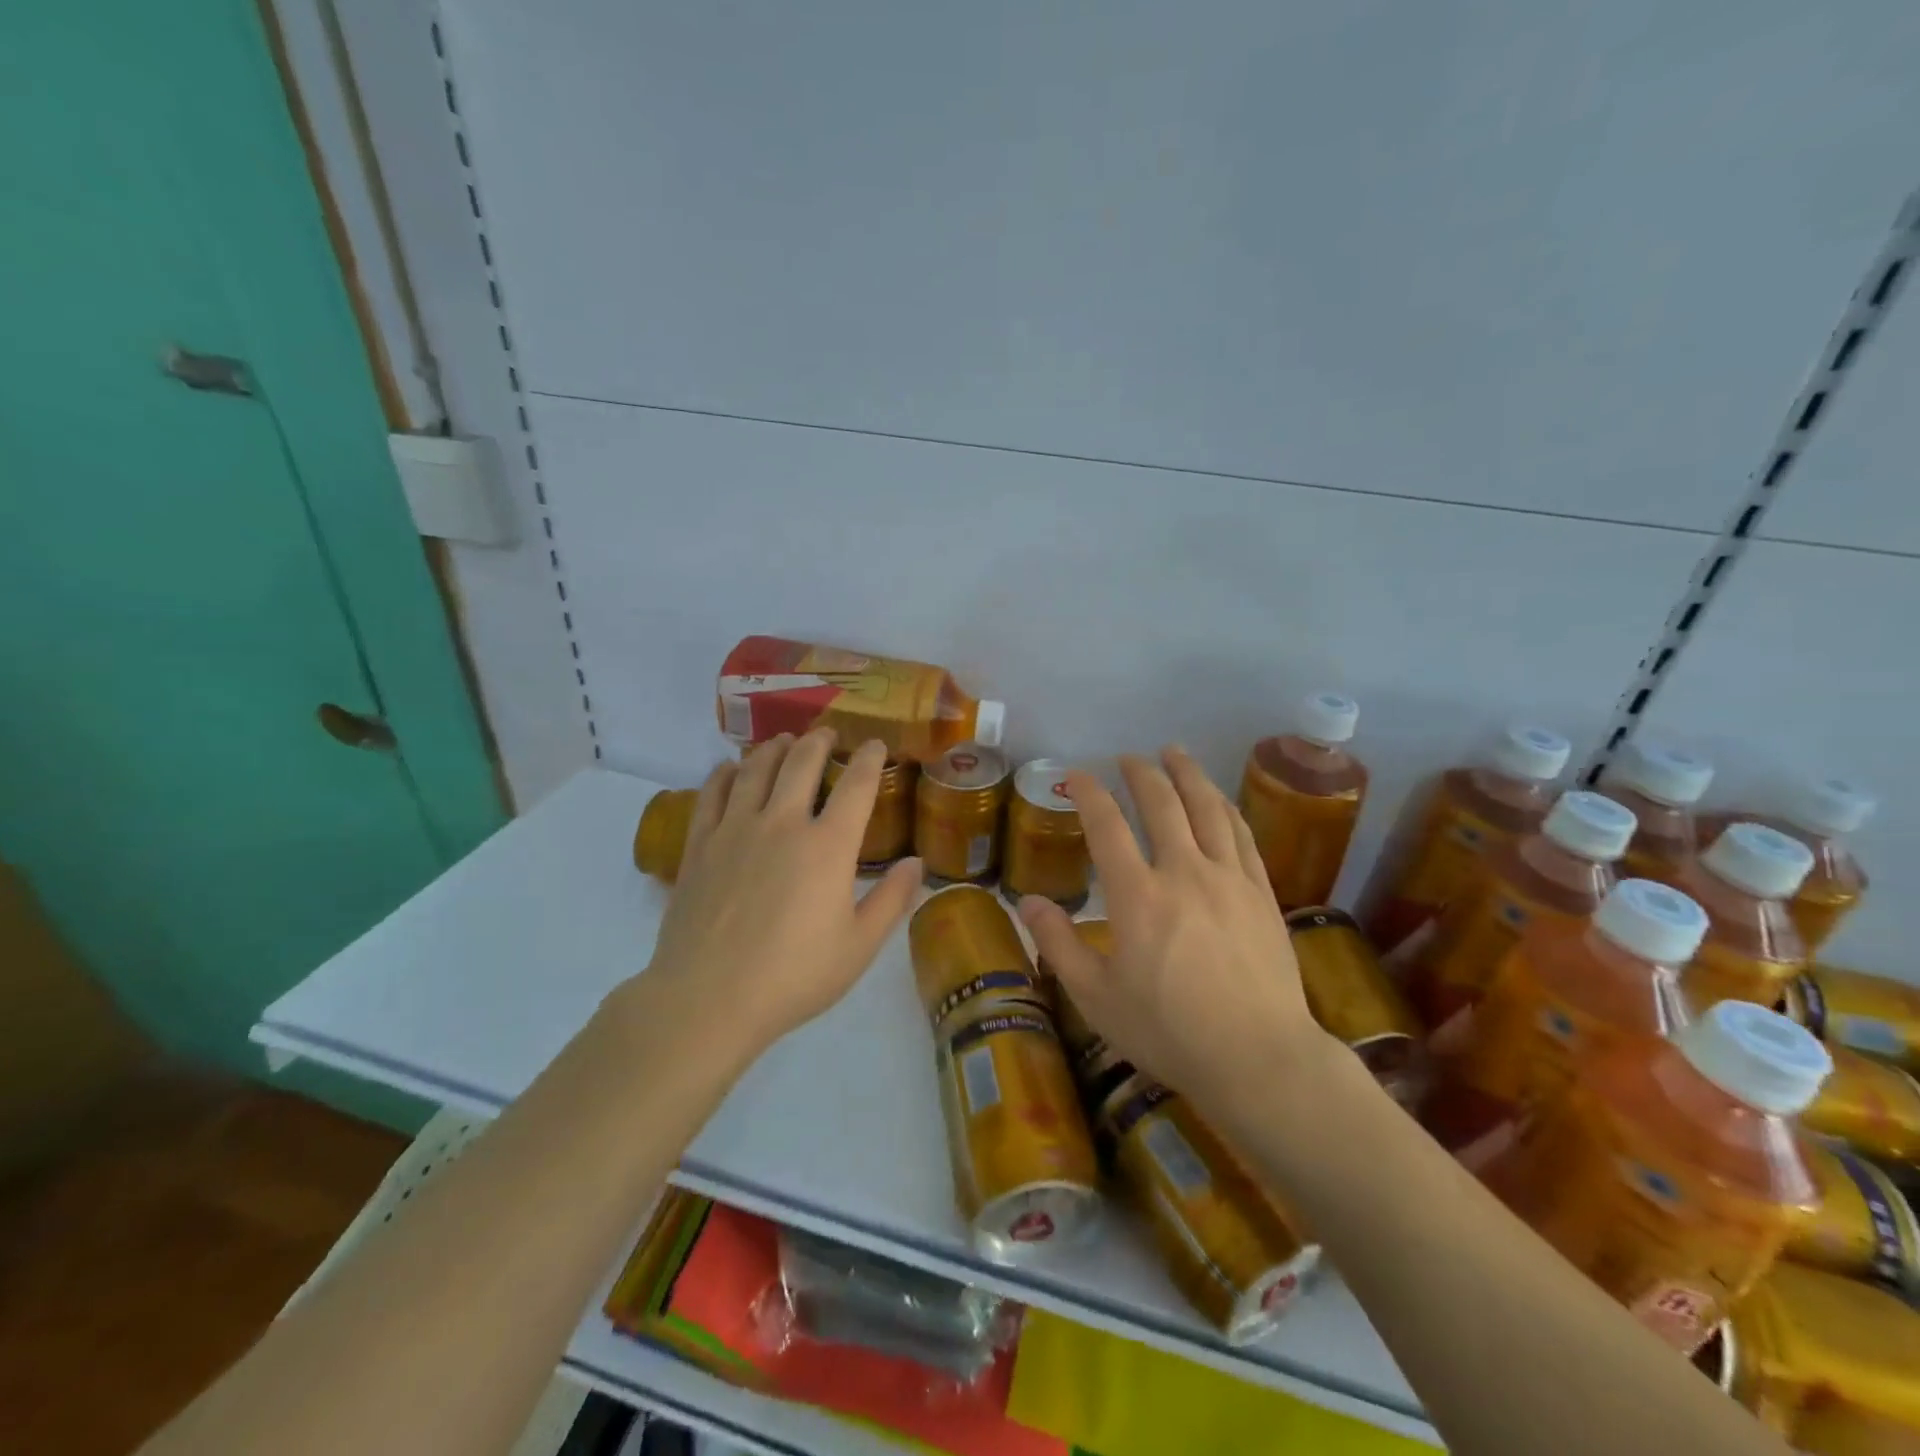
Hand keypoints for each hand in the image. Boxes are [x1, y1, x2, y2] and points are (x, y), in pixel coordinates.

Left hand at [645, 728, 920, 1054]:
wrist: (708, 999)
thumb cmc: (794, 976)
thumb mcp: (859, 946)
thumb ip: (892, 900)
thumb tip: (917, 863)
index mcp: (828, 846)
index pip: (856, 785)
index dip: (869, 758)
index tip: (875, 745)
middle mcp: (783, 823)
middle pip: (802, 762)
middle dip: (819, 742)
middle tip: (827, 735)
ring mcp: (736, 829)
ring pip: (756, 768)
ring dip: (774, 748)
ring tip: (783, 741)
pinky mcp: (700, 844)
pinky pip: (712, 793)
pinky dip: (725, 772)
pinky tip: (730, 768)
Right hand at [1018, 747, 1333, 1118]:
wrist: (1260, 1058)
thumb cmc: (1169, 1032)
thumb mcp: (1097, 998)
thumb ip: (1059, 945)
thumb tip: (1028, 902)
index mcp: (1138, 896)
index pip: (1107, 826)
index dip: (1089, 793)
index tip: (1076, 775)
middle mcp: (1184, 873)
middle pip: (1162, 804)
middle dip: (1141, 773)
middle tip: (1128, 757)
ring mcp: (1229, 879)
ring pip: (1208, 809)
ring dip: (1188, 775)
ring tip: (1175, 753)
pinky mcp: (1261, 894)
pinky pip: (1242, 835)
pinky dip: (1225, 808)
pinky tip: (1219, 800)